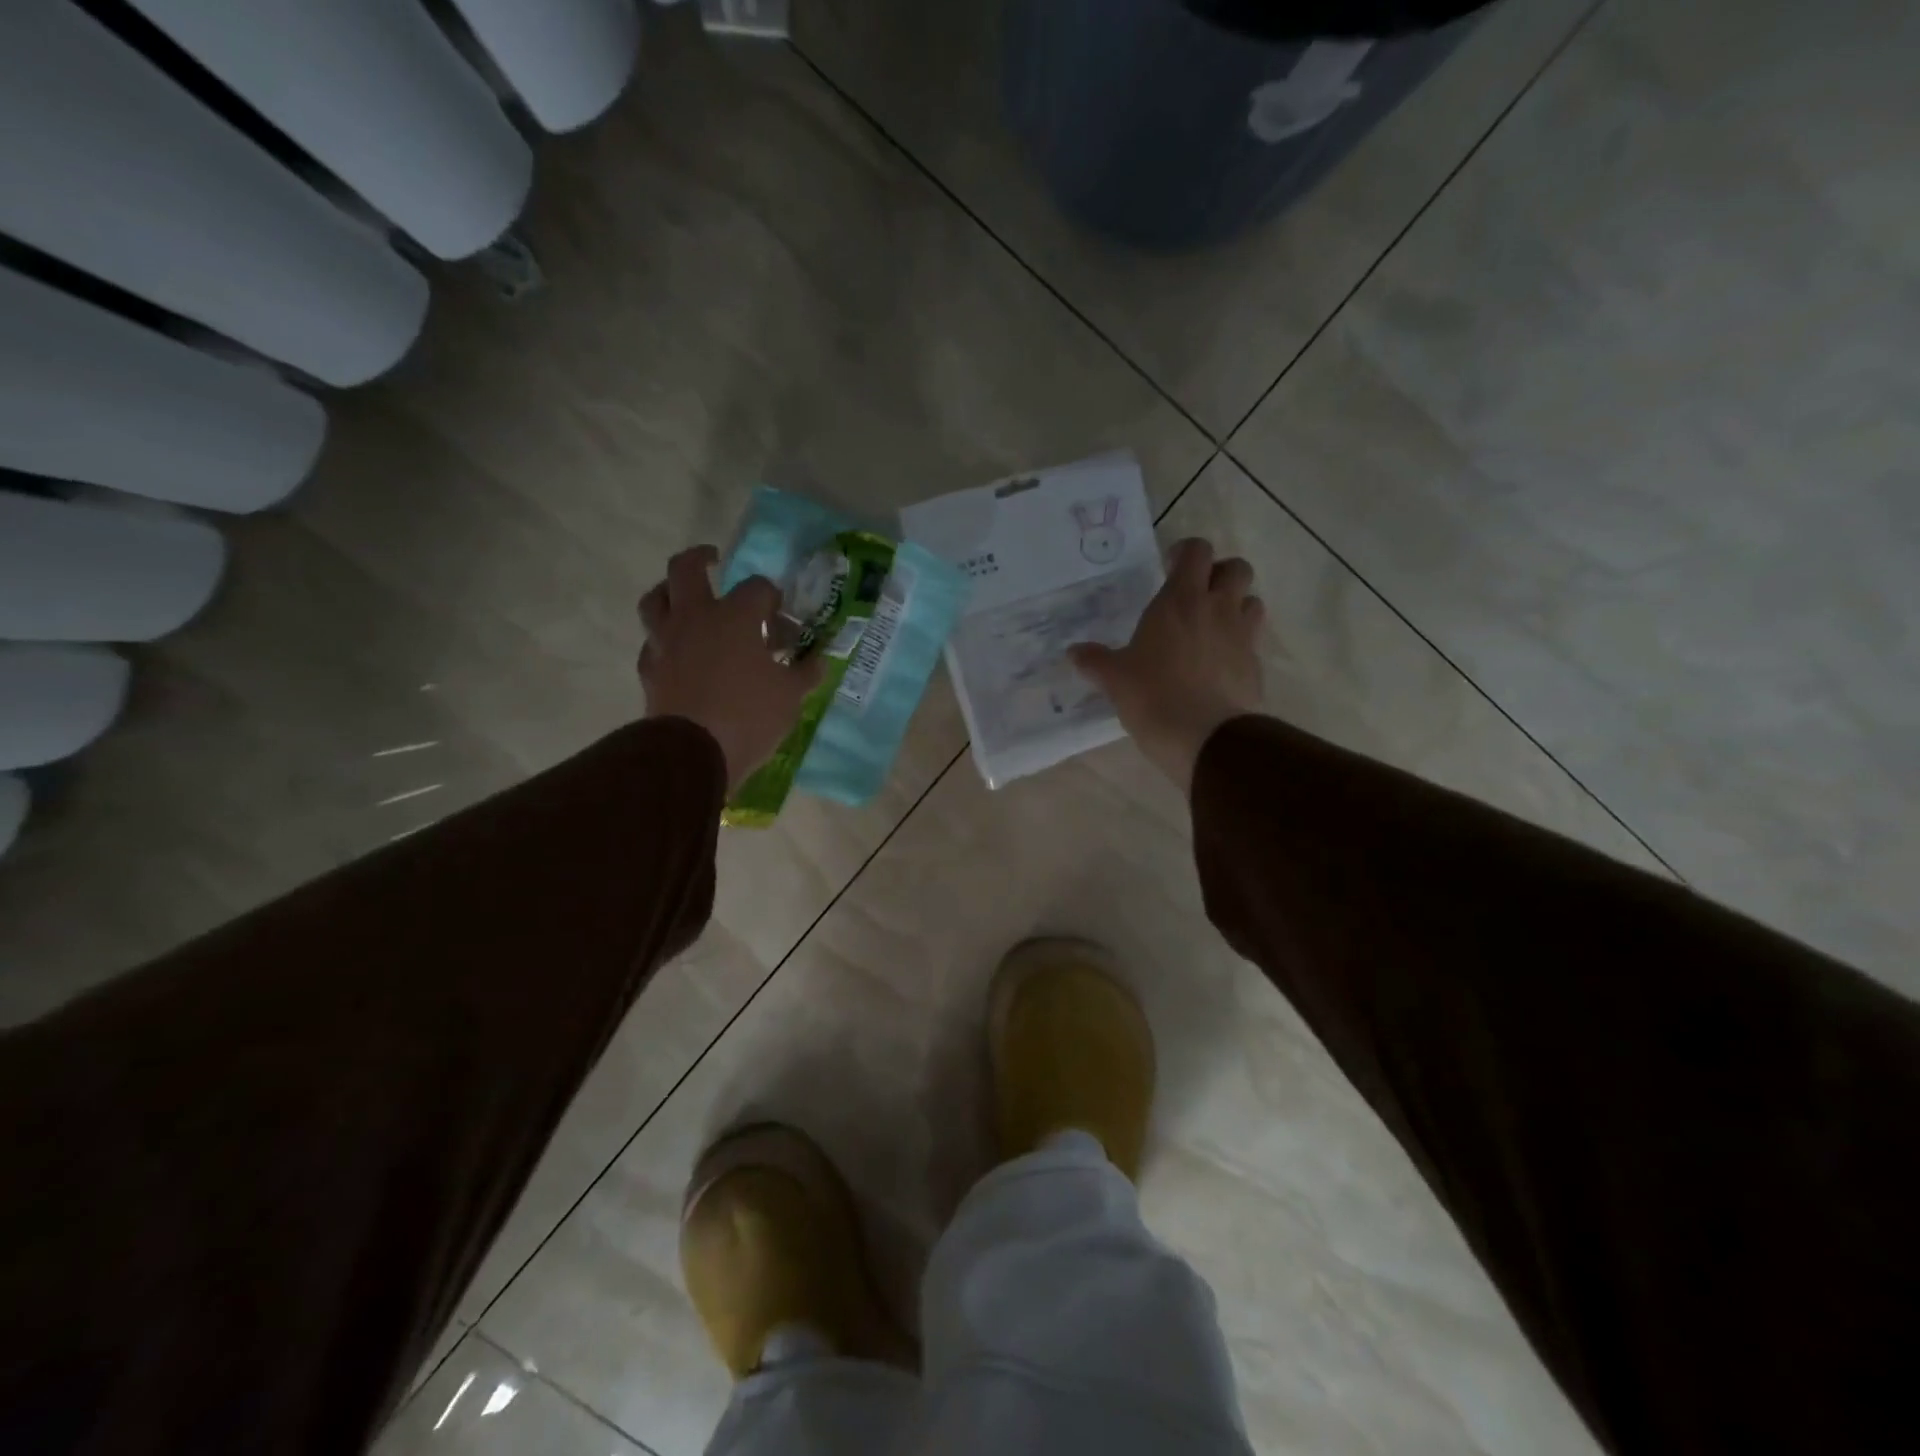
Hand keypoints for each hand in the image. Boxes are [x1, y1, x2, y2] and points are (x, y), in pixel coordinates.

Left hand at [639, 546, 823, 790]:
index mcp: (735, 616)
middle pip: (686, 568)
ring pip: (655, 599)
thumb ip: (805, 673)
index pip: (758, 587)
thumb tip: (818, 660)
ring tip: (685, 599)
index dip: (773, 598)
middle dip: (701, 558)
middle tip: (714, 560)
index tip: (782, 620)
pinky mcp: (650, 669)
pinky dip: (665, 640)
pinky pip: (653, 642)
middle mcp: (695, 618)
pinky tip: (678, 652)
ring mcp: (666, 642)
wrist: (693, 753)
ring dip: (670, 592)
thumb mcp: (790, 696)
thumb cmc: (749, 716)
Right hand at [1069, 537, 1265, 788]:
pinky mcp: (1255, 666)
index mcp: (1180, 600)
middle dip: (1219, 573)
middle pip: (1237, 568)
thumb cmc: (1153, 696)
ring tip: (1212, 627)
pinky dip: (1239, 644)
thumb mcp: (1115, 679)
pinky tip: (1219, 665)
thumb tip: (1073, 652)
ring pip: (1252, 601)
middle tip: (1197, 594)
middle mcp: (1217, 609)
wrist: (1205, 737)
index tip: (1168, 568)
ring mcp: (1242, 636)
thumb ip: (1095, 661)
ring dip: (1236, 605)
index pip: (1197, 551)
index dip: (1185, 553)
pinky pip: (1253, 641)